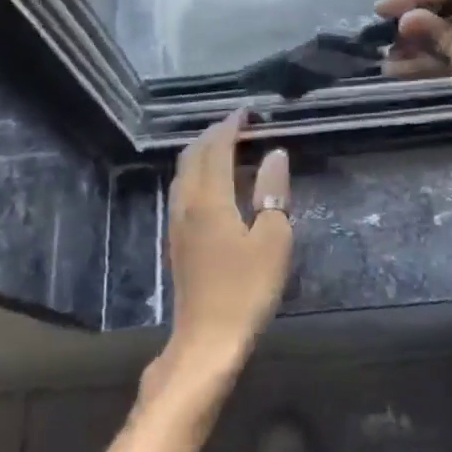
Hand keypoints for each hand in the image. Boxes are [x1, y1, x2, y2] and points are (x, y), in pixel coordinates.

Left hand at [152, 110, 292, 395]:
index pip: (216, 149)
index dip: (231, 127)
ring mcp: (177, 223)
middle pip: (192, 156)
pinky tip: (215, 184)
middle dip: (213, 135)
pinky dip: (198, 173)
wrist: (207, 340)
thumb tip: (274, 155)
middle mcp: (187, 204)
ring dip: (202, 153)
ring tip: (227, 148)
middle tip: (239, 126)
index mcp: (210, 199)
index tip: (247, 112)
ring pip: (184, 173)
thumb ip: (272, 192)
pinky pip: (183, 190)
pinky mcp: (177, 241)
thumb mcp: (273, 239)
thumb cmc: (246, 289)